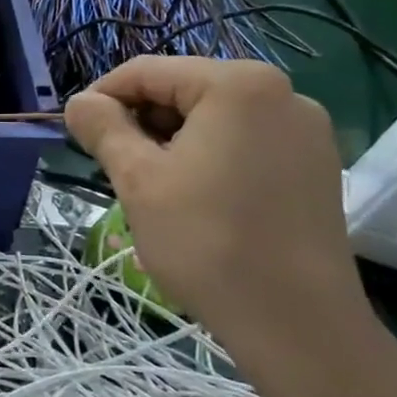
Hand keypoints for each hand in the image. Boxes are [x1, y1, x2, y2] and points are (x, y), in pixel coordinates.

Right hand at [64, 58, 363, 336]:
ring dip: (174, 142)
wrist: (297, 324)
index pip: (148, 71)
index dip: (103, 97)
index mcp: (238, 84)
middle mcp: (282, 93)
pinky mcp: (318, 165)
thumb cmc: (207, 242)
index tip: (77, 133)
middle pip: (186, 91)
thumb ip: (103, 129)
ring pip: (216, 119)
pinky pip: (248, 143)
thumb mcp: (139, 180)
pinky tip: (200, 200)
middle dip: (143, 123)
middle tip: (116, 169)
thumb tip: (79, 102)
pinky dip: (212, 158)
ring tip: (155, 189)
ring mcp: (307, 130)